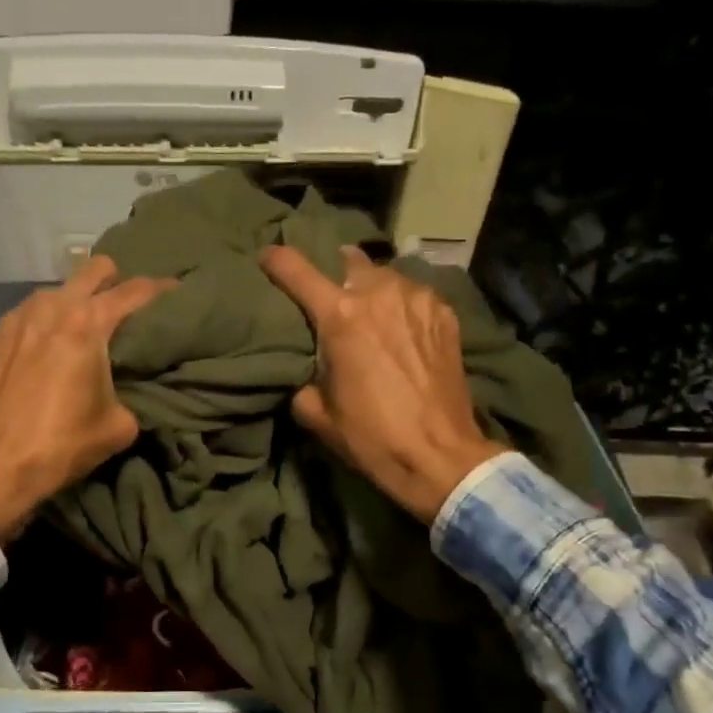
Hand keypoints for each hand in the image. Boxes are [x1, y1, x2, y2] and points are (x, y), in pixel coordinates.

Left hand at [0, 256, 172, 539]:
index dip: (161, 289)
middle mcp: (51, 308)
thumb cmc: (61, 444)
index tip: (177, 291)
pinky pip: (27, 316)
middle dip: (114, 280)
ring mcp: (16, 319)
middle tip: (126, 306)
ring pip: (56, 291)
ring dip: (74, 302)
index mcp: (87, 324)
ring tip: (83, 330)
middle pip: (92, 270)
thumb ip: (130, 396)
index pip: (135, 291)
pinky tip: (45, 352)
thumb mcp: (118, 426)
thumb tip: (125, 393)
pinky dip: (43, 325)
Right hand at [260, 244, 508, 522]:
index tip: (266, 257)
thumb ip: (301, 379)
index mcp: (340, 316)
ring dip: (372, 288)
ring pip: (385, 276)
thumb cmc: (372, 437)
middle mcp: (379, 294)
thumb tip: (305, 369)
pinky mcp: (445, 314)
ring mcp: (418, 299)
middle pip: (347, 261)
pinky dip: (401, 304)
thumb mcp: (317, 415)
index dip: (276, 259)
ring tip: (370, 312)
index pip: (297, 270)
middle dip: (335, 273)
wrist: (439, 455)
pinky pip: (414, 295)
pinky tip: (402, 328)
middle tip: (331, 295)